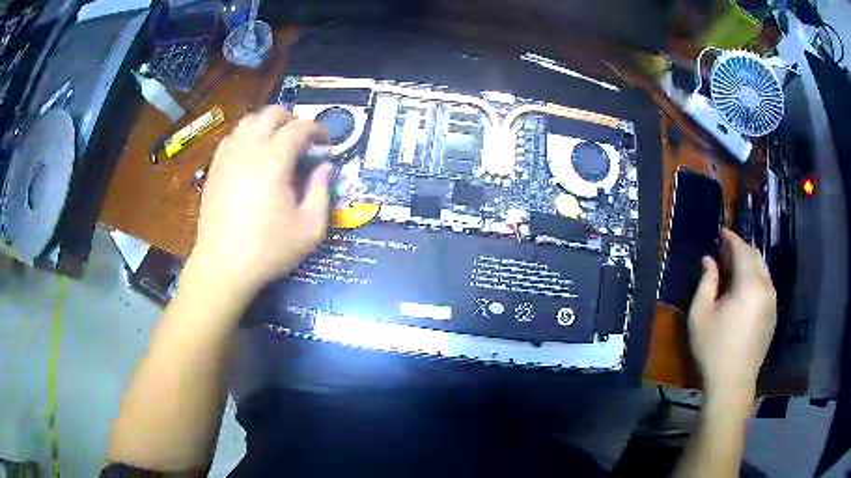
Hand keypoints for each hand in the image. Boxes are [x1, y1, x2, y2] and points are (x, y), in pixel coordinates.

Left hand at [190, 106, 331, 294]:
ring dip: (267, 124)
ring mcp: (227, 157)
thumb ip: (322, 192)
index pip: (299, 127)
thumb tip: (325, 167)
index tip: (325, 144)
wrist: (223, 266)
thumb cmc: (269, 250)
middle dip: (292, 119)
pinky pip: (231, 138)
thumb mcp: (310, 228)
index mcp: (274, 160)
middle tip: (302, 138)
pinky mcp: (214, 169)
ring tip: (276, 141)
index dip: (317, 129)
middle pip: (271, 114)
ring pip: (248, 121)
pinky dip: (246, 137)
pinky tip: (250, 154)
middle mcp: (249, 149)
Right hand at [688, 229, 776, 398]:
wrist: (733, 384)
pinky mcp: (773, 316)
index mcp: (749, 284)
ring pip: (763, 271)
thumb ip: (706, 282)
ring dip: (749, 264)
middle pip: (756, 256)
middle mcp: (766, 288)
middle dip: (741, 249)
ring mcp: (772, 302)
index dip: (731, 238)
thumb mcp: (701, 315)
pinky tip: (744, 291)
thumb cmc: (714, 349)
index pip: (742, 250)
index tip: (721, 232)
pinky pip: (766, 286)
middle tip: (724, 252)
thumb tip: (709, 260)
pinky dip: (755, 279)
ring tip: (734, 270)